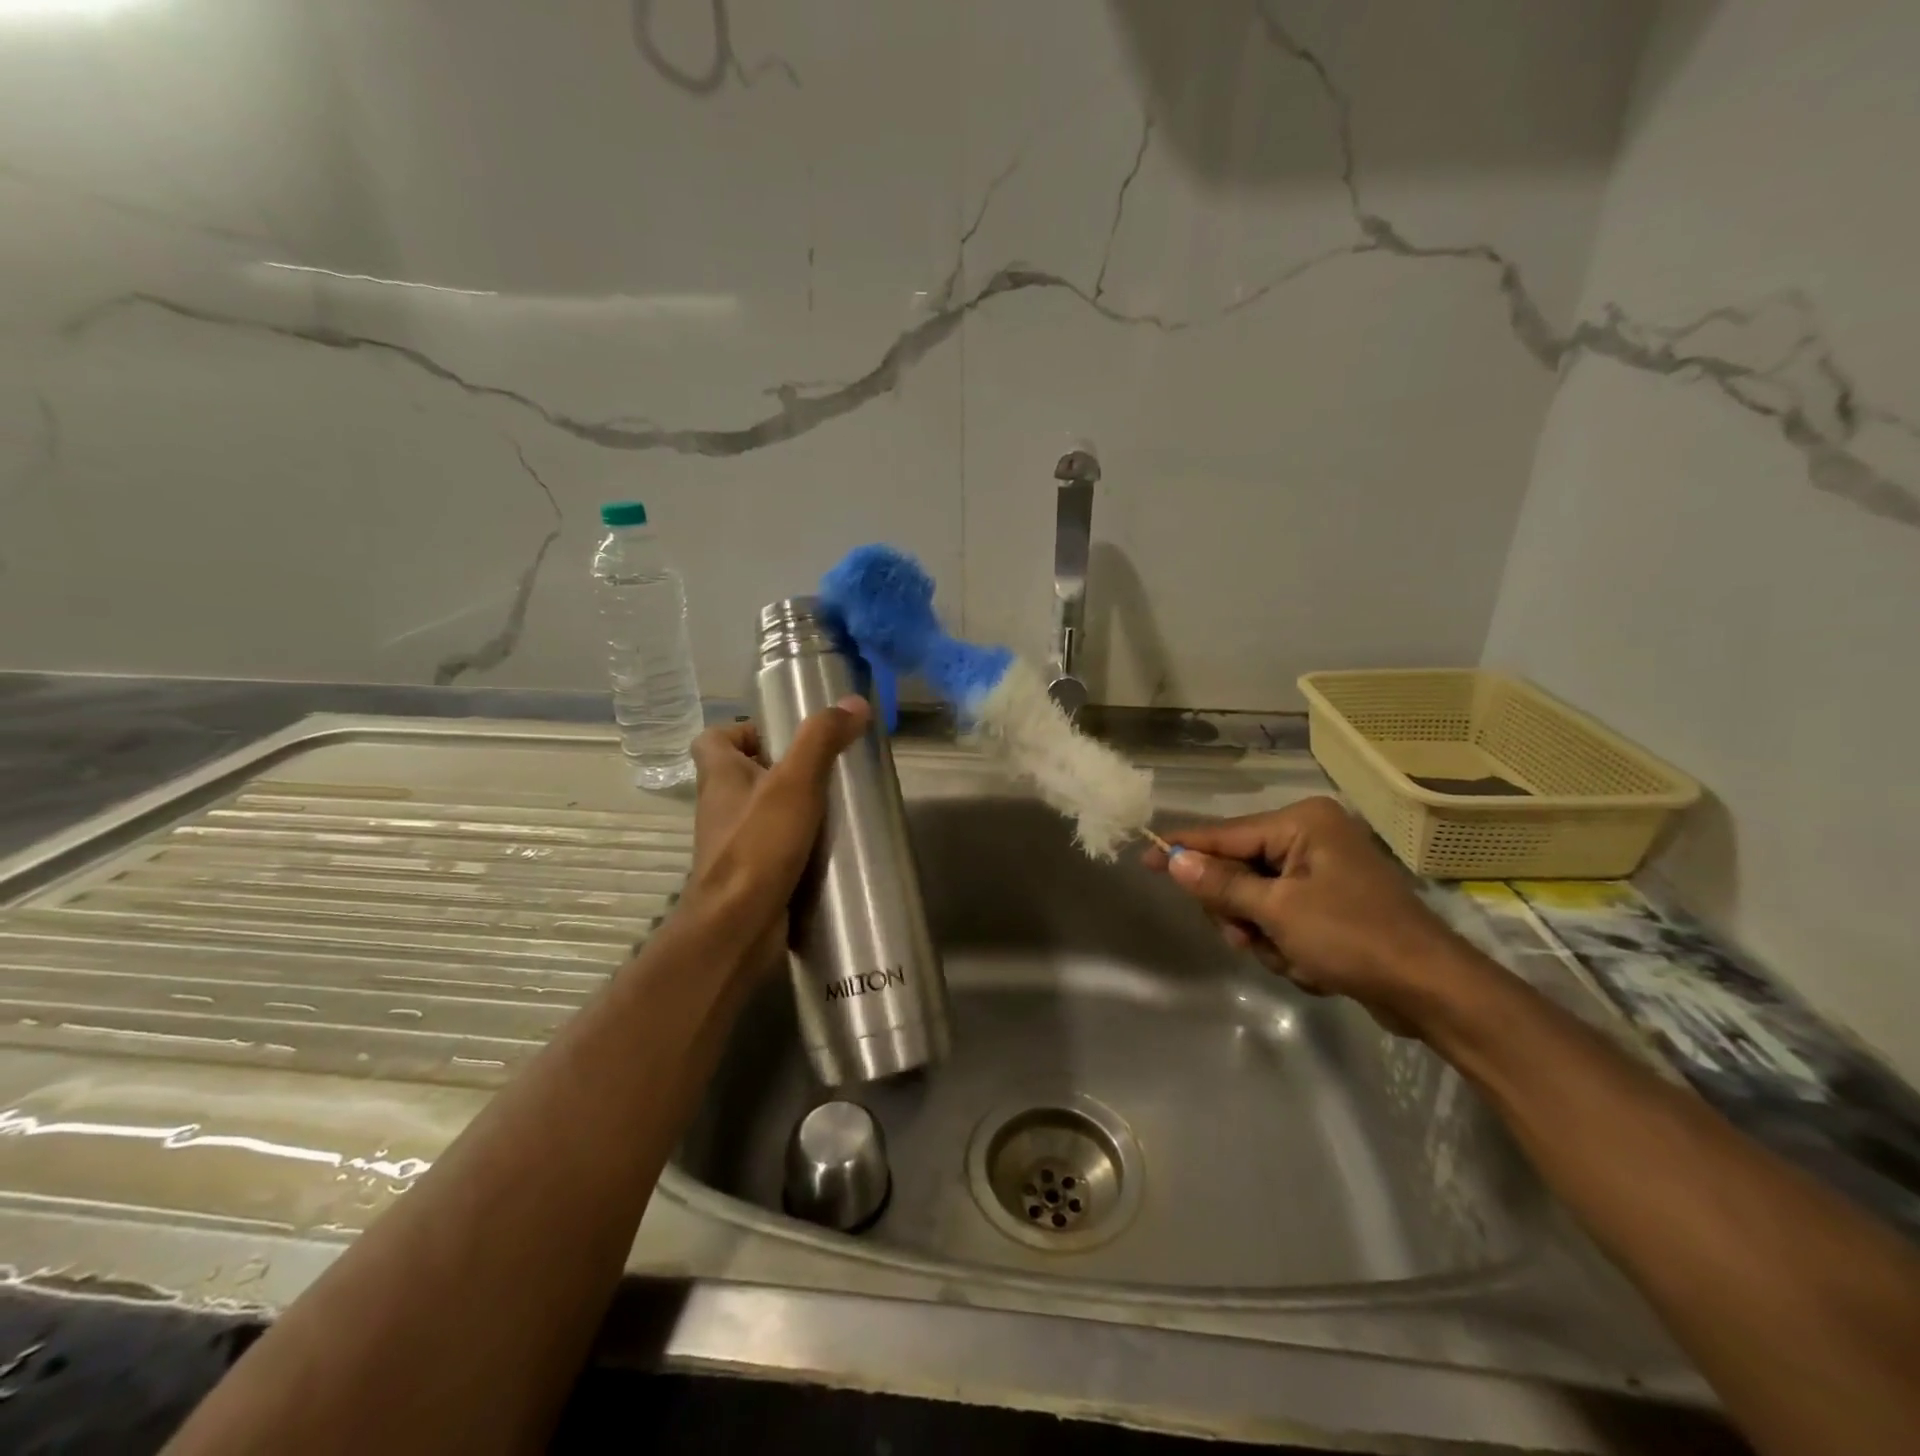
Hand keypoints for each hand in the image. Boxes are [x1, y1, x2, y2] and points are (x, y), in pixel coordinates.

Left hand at [683, 697, 871, 971]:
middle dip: (782, 767)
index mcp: (720, 777)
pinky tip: (830, 845)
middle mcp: (720, 807)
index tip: (784, 735)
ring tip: (836, 804)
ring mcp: (733, 844)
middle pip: (744, 774)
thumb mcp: (795, 783)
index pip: (713, 739)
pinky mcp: (750, 874)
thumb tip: (855, 702)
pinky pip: (773, 846)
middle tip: (825, 768)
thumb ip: (822, 740)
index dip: (744, 730)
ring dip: (792, 806)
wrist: (736, 929)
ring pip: (761, 812)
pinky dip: (797, 842)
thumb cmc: (758, 847)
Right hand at [1142, 796, 1484, 1032]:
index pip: (1225, 835)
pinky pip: (1281, 918)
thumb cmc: (1353, 938)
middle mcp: (1310, 838)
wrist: (1432, 991)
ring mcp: (1322, 871)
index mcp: (1302, 824)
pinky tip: (1310, 965)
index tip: (1143, 857)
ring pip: (1256, 901)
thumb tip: (1174, 859)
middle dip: (1239, 911)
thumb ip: (1222, 884)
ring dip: (1263, 935)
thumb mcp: (1278, 911)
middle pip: (1238, 870)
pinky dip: (1285, 945)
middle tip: (1249, 937)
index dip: (1183, 849)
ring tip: (1291, 956)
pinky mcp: (1331, 903)